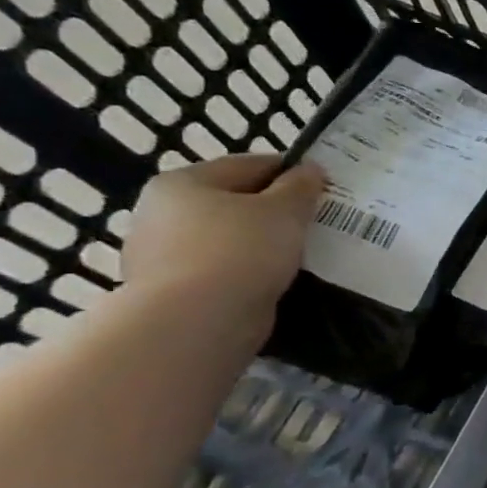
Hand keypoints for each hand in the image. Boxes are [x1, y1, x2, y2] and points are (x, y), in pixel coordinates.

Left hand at [121, 155, 325, 337]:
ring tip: (302, 253)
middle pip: (233, 202)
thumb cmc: (240, 251)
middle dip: (274, 210)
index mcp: (183, 183)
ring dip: (263, 242)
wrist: (196, 321)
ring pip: (229, 238)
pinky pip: (223, 270)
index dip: (291, 172)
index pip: (248, 166)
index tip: (325, 187)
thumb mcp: (284, 210)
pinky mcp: (173, 291)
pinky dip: (250, 271)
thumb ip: (301, 187)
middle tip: (315, 222)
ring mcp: (161, 254)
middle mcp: (162, 213)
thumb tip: (310, 170)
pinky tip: (276, 279)